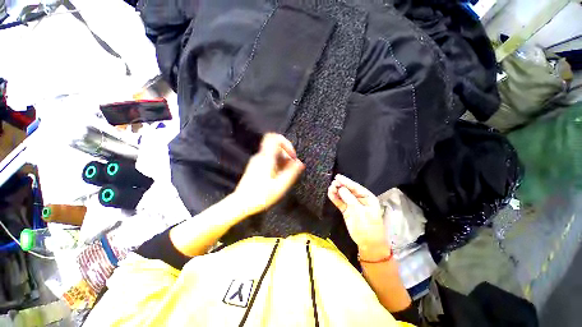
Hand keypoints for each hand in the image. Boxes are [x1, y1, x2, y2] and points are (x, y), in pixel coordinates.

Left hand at [233, 133, 304, 216]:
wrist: (241, 204)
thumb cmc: (261, 196)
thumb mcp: (280, 186)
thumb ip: (291, 172)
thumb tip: (300, 163)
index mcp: (266, 158)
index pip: (274, 138)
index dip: (286, 143)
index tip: (292, 155)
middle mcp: (260, 156)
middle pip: (276, 146)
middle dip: (286, 154)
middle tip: (291, 168)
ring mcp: (256, 161)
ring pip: (273, 153)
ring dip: (282, 160)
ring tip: (285, 174)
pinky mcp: (255, 166)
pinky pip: (268, 159)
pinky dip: (276, 164)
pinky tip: (278, 176)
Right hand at [328, 174, 389, 259]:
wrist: (368, 243)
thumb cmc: (368, 227)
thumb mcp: (359, 212)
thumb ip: (349, 199)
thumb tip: (340, 188)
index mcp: (367, 198)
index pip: (355, 187)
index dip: (346, 182)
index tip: (338, 177)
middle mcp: (359, 199)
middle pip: (348, 190)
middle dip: (340, 186)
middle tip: (333, 183)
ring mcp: (352, 205)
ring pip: (343, 196)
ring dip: (336, 192)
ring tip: (330, 188)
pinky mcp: (347, 210)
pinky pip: (340, 202)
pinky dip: (335, 198)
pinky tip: (330, 194)